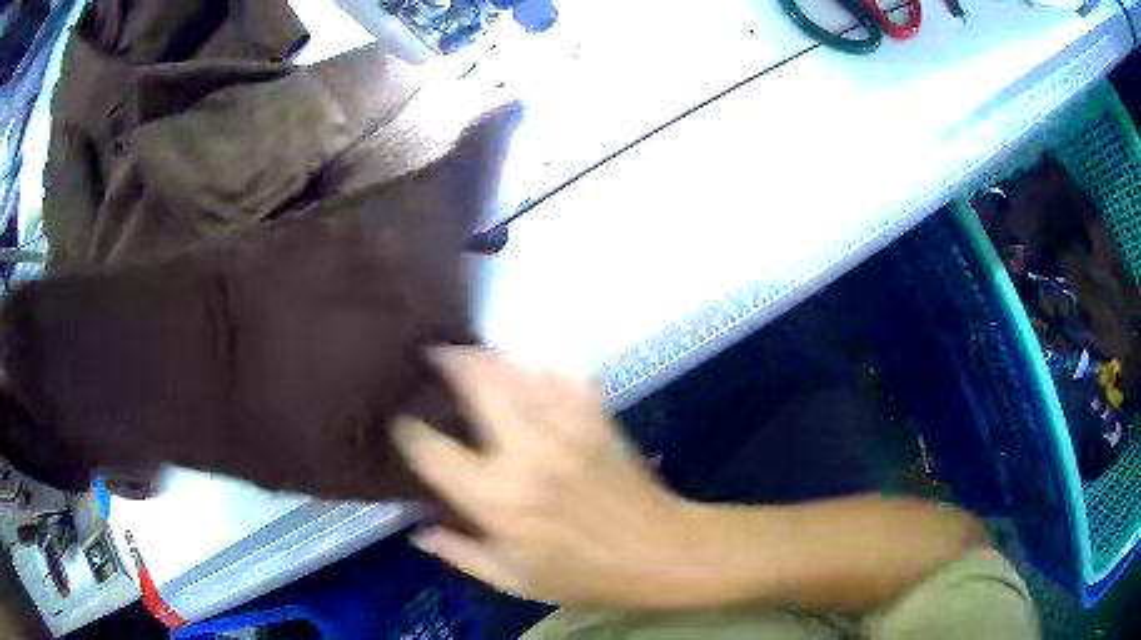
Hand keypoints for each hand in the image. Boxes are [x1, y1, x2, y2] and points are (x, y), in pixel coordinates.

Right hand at [394, 347, 712, 607]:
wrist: (661, 553)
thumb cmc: (584, 575)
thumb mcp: (513, 580)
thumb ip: (459, 553)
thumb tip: (417, 531)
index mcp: (496, 499)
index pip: (431, 448)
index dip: (407, 429)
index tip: (401, 421)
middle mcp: (525, 452)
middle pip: (476, 381)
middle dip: (447, 360)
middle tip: (432, 356)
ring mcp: (566, 427)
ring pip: (517, 368)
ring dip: (489, 356)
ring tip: (471, 356)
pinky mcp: (597, 417)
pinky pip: (564, 373)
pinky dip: (541, 365)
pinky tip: (530, 368)